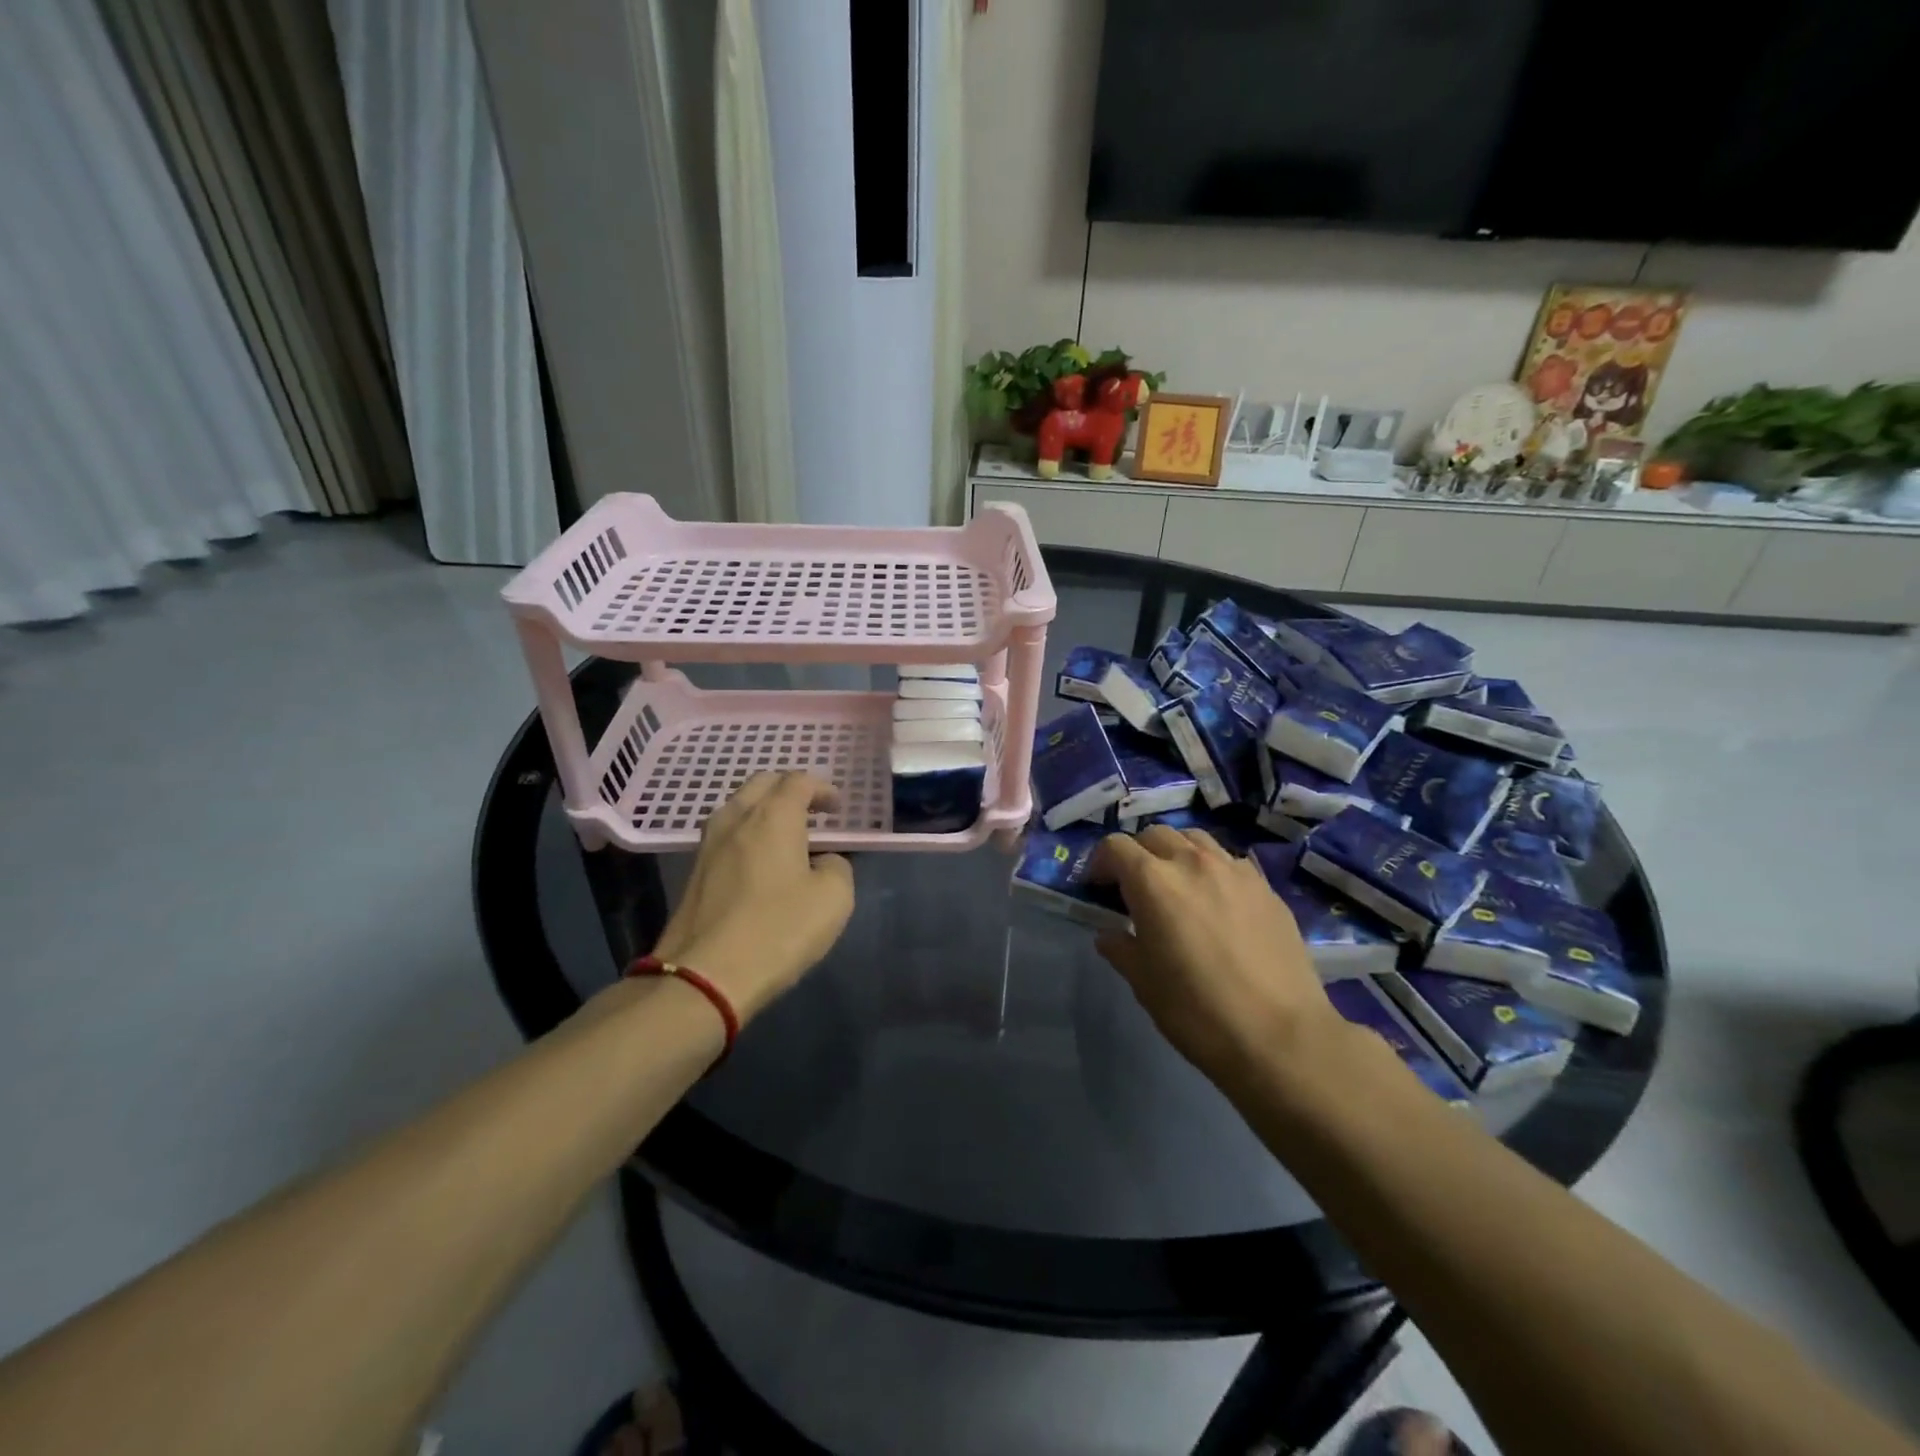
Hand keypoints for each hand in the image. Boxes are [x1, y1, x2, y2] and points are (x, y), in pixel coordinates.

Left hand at [651, 772, 854, 1022]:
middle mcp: (736, 818)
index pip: (798, 780)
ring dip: (764, 810)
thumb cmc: (779, 929)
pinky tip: (760, 862)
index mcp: (773, 816)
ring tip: (786, 835)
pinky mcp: (694, 872)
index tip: (837, 809)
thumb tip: (823, 861)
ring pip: (738, 807)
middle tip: (812, 811)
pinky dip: (747, 834)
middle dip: (789, 789)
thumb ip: (836, 866)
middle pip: (762, 783)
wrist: (705, 976)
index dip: (822, 789)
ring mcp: (708, 844)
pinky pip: (726, 835)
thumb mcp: (834, 898)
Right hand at [1090, 827, 1338, 1084]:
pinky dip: (1212, 869)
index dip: (1100, 862)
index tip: (1099, 887)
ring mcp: (1234, 870)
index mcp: (1153, 881)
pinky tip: (1217, 902)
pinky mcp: (1266, 887)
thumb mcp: (1143, 983)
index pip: (1115, 846)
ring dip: (1176, 852)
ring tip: (1177, 885)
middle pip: (1155, 834)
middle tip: (1135, 887)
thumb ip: (1120, 948)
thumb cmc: (1197, 1010)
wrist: (1280, 1036)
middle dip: (1138, 853)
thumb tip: (1109, 934)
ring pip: (1195, 839)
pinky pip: (1229, 861)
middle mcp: (1192, 862)